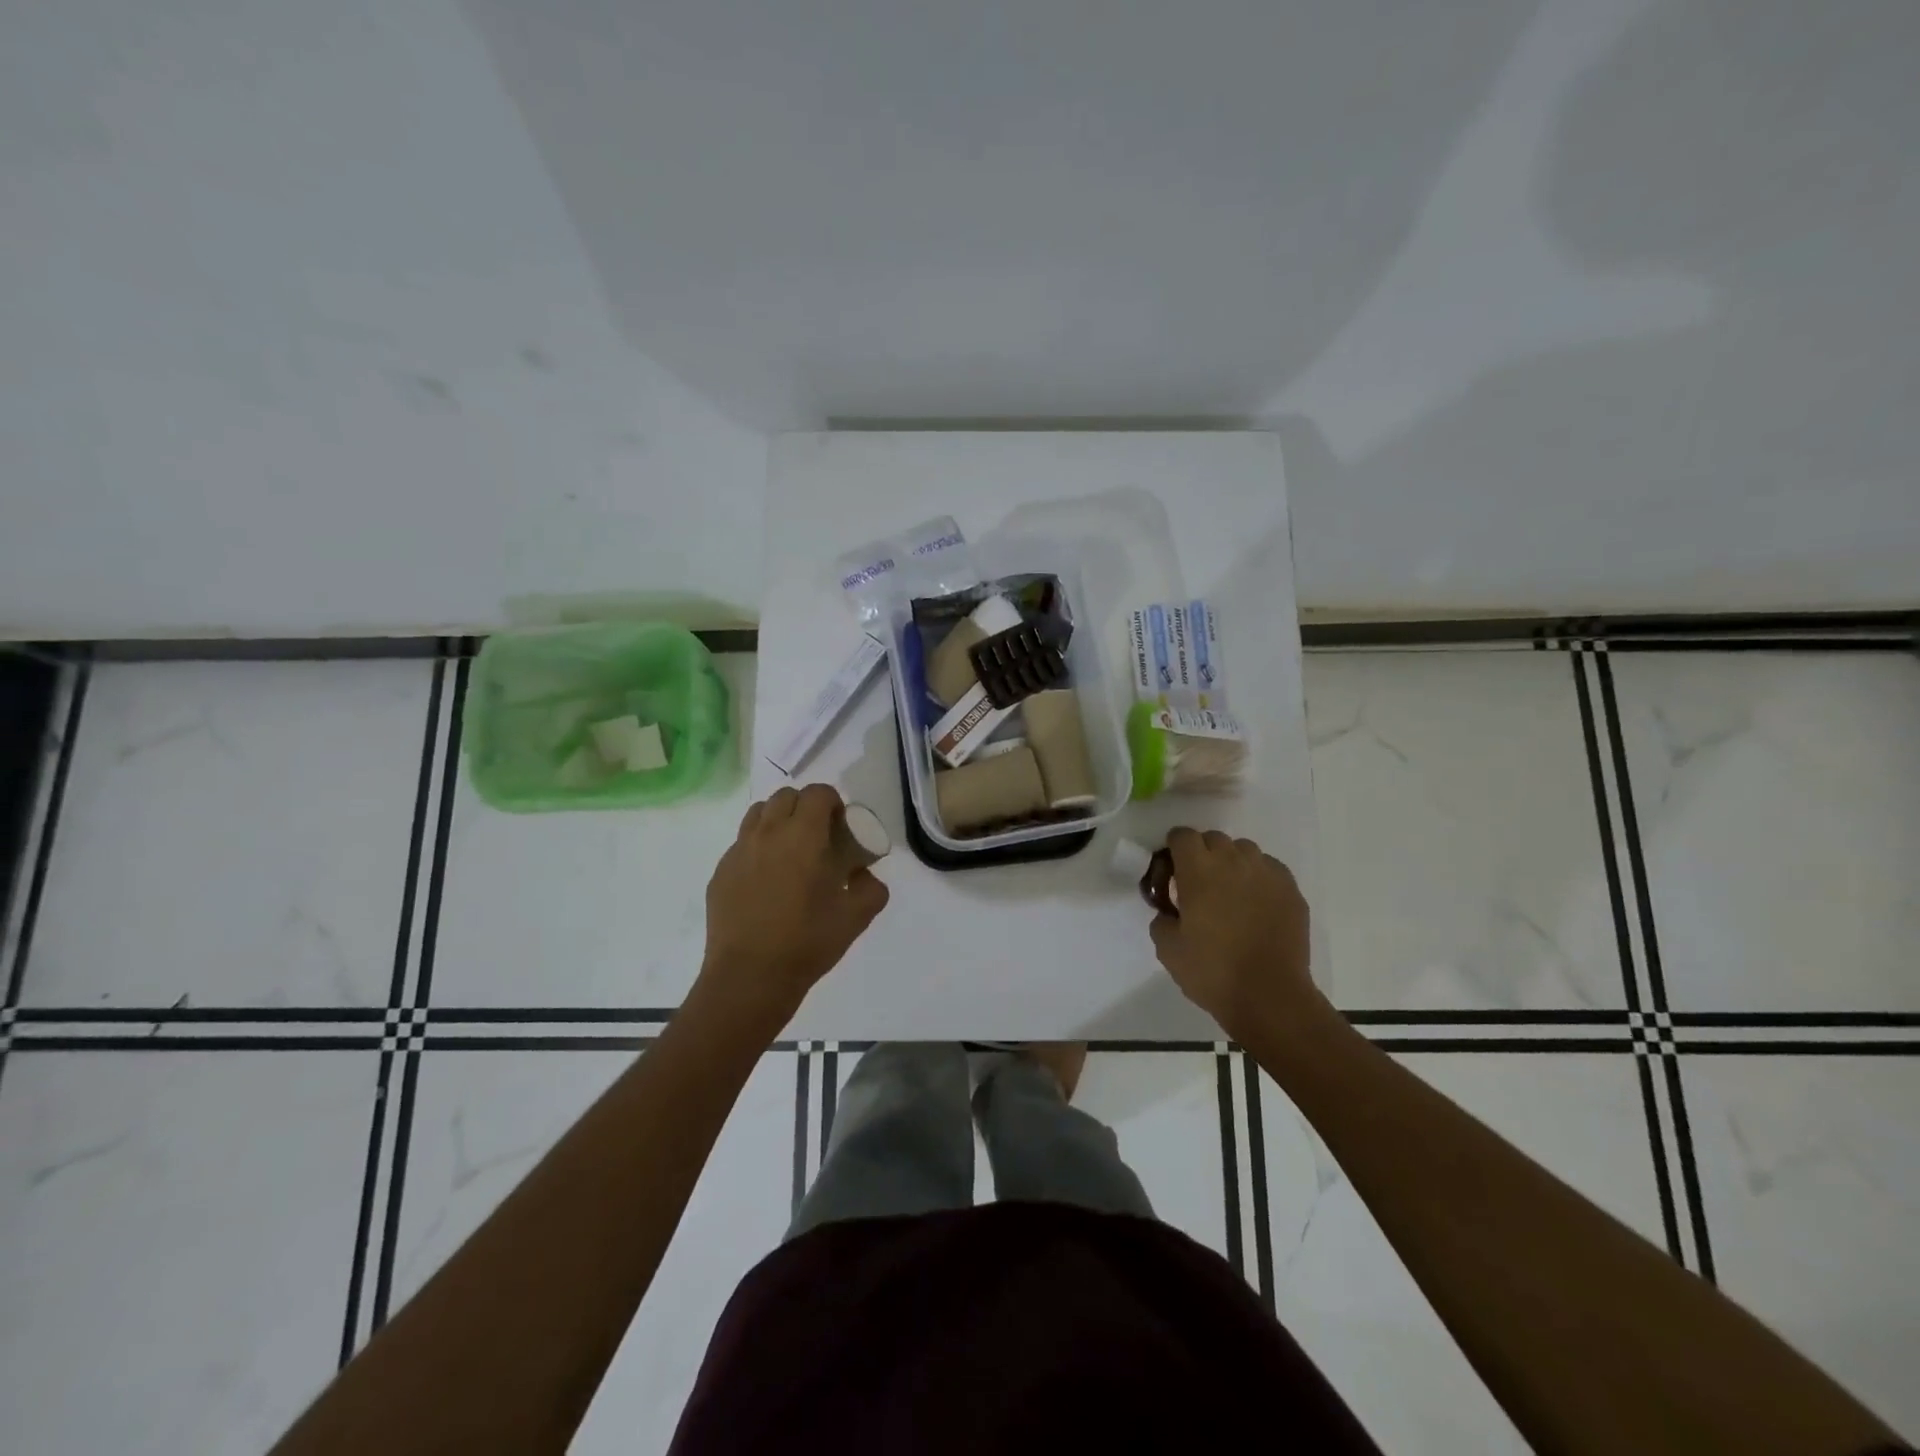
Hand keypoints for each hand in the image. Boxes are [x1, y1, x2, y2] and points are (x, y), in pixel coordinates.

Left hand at [698, 784, 888, 1029]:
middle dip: (805, 808)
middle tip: (818, 838)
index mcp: (803, 836)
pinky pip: (741, 844)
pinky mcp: (720, 872)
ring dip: (778, 821)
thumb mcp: (856, 917)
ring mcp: (738, 851)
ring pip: (759, 814)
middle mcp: (768, 833)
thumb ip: (871, 888)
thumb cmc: (807, 942)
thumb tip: (863, 875)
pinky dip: (757, 848)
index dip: (833, 803)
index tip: (841, 828)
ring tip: (790, 852)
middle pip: (786, 796)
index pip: (817, 793)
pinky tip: (766, 881)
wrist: (749, 977)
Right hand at [1149, 828, 1318, 1038]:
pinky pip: (1269, 870)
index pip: (1182, 836)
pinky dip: (1259, 879)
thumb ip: (1162, 919)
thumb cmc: (1212, 971)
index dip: (1175, 848)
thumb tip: (1170, 912)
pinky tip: (1256, 905)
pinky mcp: (1291, 889)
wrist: (1270, 996)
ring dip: (1232, 863)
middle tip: (1199, 884)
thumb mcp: (1167, 949)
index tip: (1172, 868)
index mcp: (1198, 870)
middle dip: (1203, 854)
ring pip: (1244, 851)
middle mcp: (1233, 861)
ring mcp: (1266, 873)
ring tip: (1231, 893)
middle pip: (1214, 839)